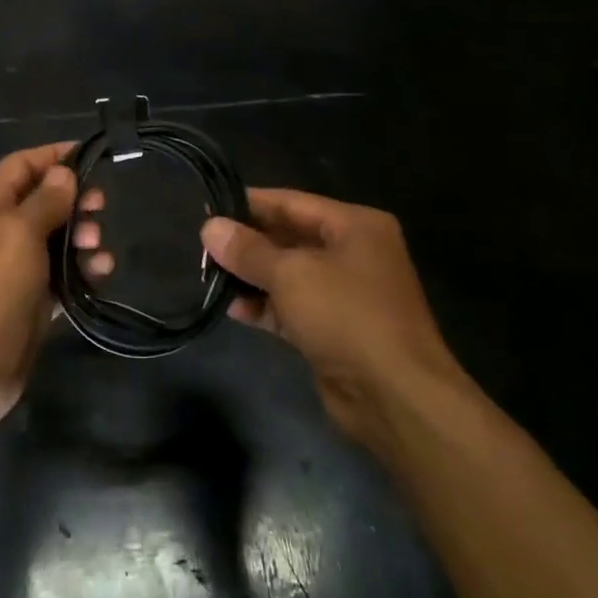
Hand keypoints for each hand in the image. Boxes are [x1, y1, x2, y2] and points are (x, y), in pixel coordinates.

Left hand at [0, 143, 79, 433]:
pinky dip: (81, 270)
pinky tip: (101, 272)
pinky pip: (60, 275)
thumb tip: (64, 172)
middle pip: (40, 200)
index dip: (53, 156)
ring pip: (53, 238)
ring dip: (80, 235)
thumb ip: (44, 201)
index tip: (92, 155)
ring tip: (97, 244)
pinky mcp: (29, 300)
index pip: (20, 165)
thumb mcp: (17, 235)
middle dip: (72, 198)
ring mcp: (12, 268)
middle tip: (101, 205)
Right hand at [200, 190, 464, 447]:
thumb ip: (248, 250)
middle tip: (202, 244)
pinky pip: (291, 306)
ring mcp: (344, 293)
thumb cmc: (346, 316)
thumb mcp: (291, 274)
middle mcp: (352, 253)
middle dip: (247, 242)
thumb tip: (210, 227)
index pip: (292, 202)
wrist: (395, 395)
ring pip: (288, 274)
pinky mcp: (333, 329)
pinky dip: (264, 305)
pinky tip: (231, 307)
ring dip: (251, 275)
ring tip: (208, 274)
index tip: (209, 207)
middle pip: (289, 237)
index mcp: (355, 226)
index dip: (249, 204)